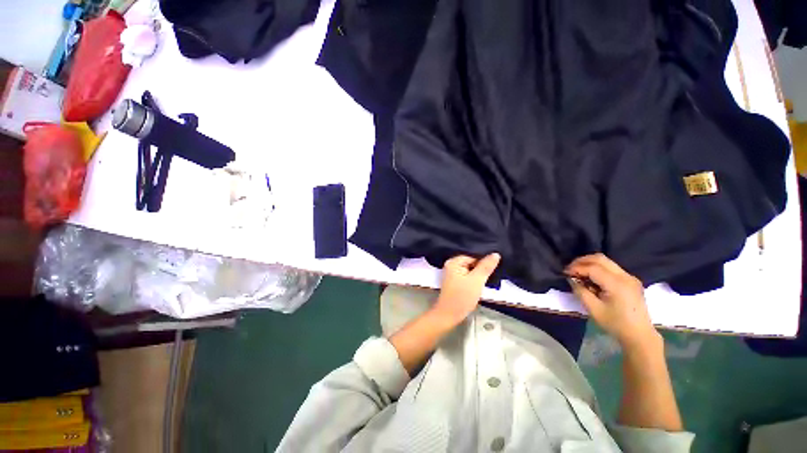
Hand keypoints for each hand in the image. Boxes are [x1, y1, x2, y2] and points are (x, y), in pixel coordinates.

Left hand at [433, 253, 500, 323]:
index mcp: (454, 261)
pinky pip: (468, 277)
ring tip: (488, 280)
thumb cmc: (461, 297)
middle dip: (481, 269)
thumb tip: (495, 254)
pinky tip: (480, 285)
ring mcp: (453, 274)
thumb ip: (486, 267)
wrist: (449, 315)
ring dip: (479, 275)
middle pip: (472, 263)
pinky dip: (474, 280)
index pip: (473, 256)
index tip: (493, 268)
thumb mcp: (476, 280)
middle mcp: (452, 265)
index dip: (484, 262)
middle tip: (492, 275)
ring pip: (471, 271)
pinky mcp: (456, 282)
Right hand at [565, 254, 659, 349]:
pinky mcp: (630, 280)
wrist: (639, 335)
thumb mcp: (593, 309)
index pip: (593, 268)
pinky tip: (591, 277)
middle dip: (582, 261)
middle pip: (600, 259)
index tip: (565, 273)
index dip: (576, 268)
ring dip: (589, 263)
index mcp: (617, 284)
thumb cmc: (615, 324)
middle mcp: (625, 276)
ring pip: (606, 261)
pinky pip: (611, 267)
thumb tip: (572, 279)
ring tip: (578, 272)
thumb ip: (580, 291)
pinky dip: (598, 268)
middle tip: (570, 269)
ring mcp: (630, 277)